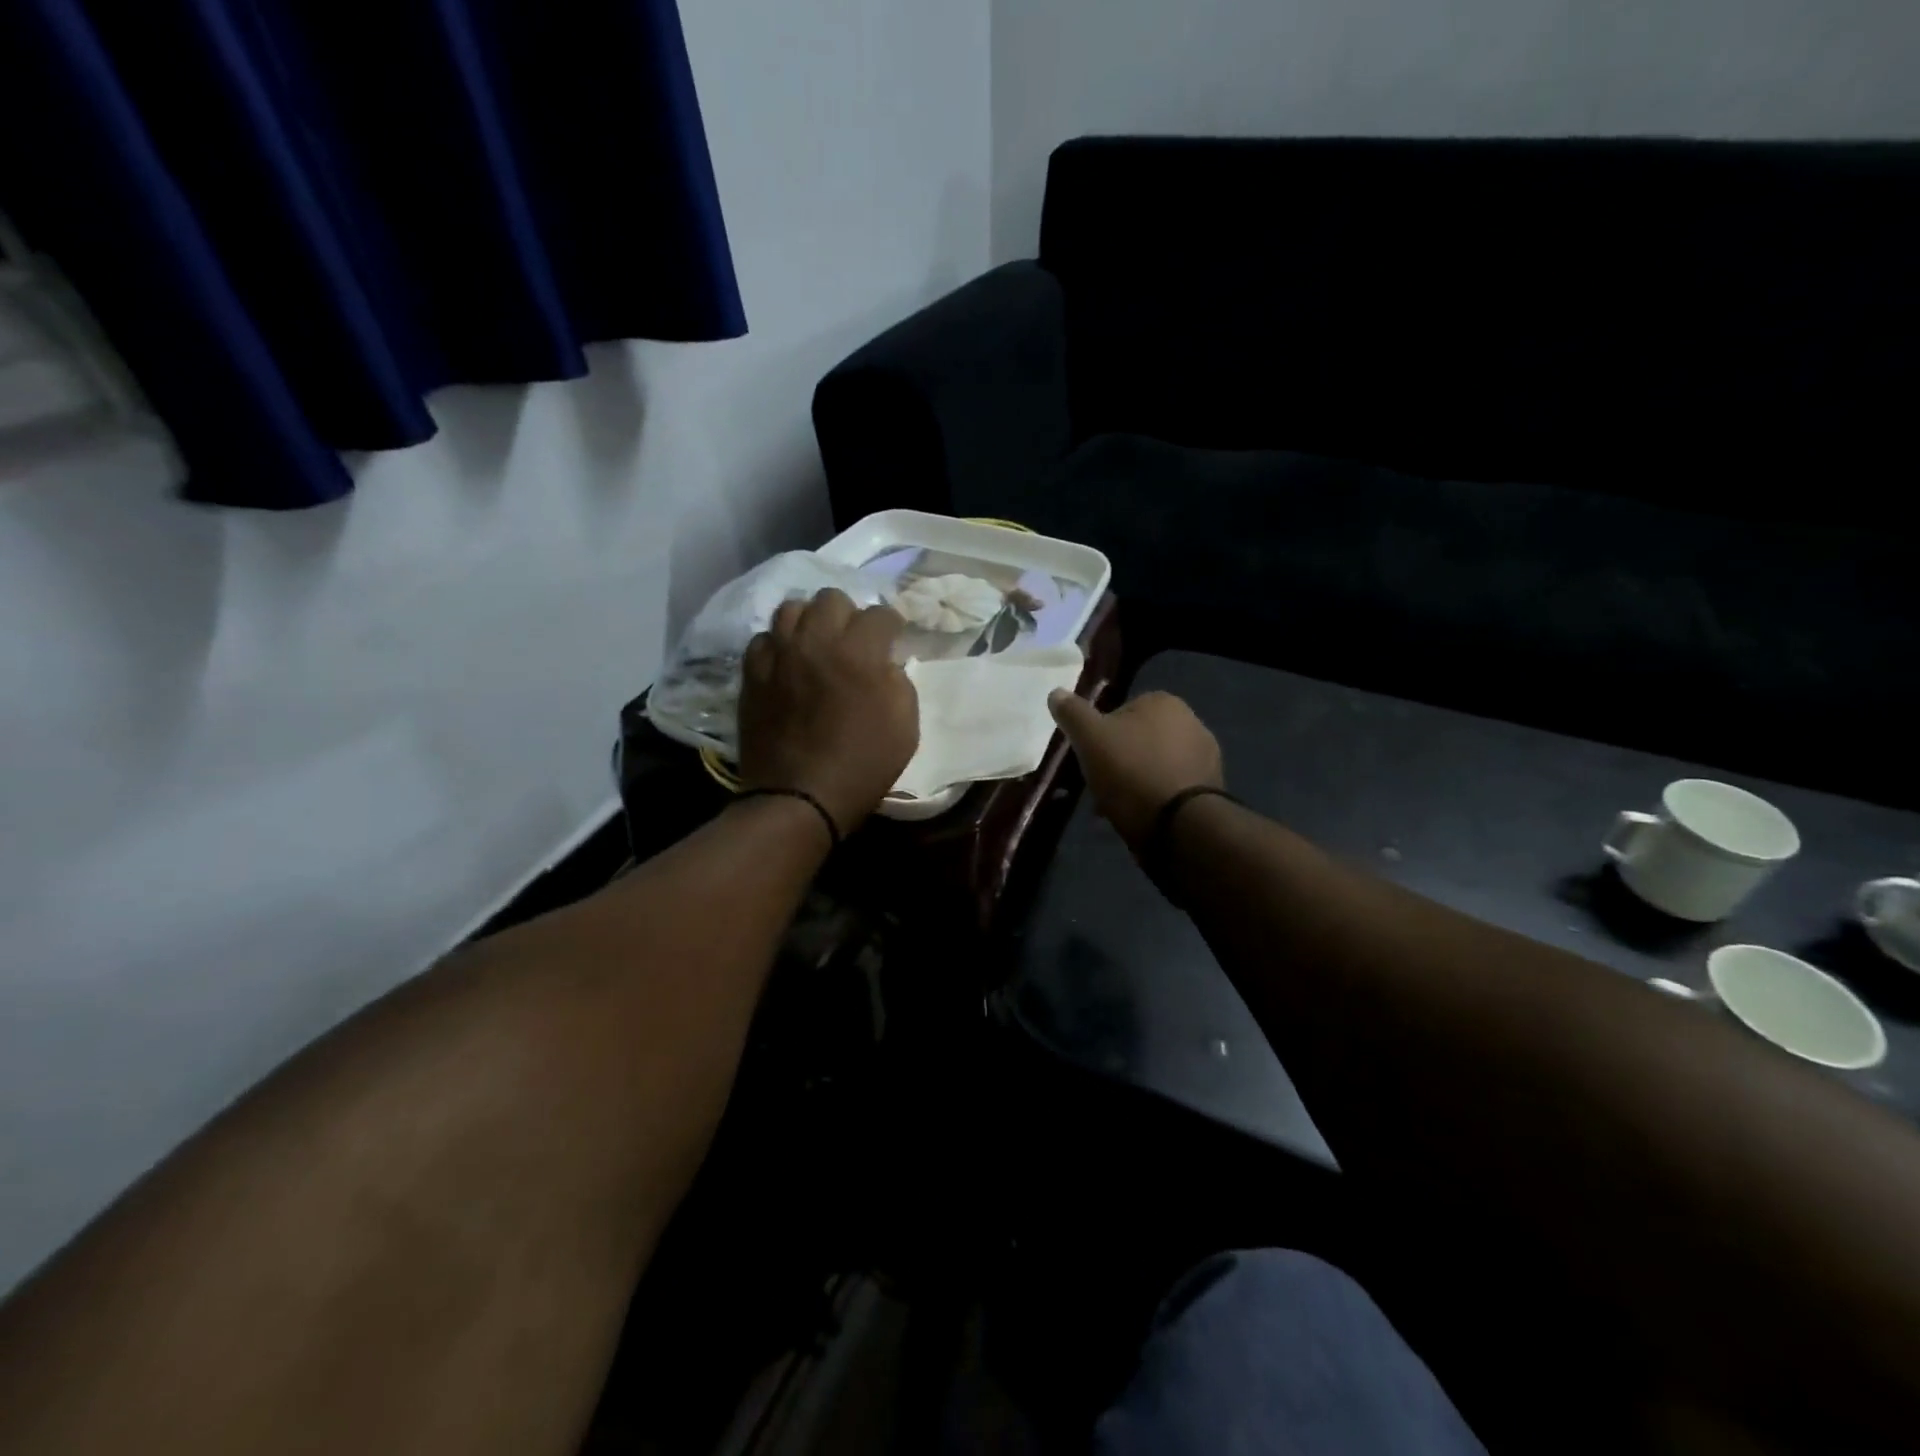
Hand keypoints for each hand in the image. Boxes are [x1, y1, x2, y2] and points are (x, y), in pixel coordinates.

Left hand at [737, 590, 919, 833]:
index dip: (892, 625)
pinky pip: (763, 639)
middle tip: (854, 640)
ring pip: (791, 609)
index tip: (893, 638)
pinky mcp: (752, 673)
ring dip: (810, 621)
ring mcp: (778, 654)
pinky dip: (779, 645)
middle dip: (849, 614)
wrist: (799, 797)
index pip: (880, 614)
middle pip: (831, 598)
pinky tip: (788, 663)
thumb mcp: (906, 726)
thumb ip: (899, 682)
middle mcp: (815, 641)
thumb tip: (884, 663)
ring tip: (817, 644)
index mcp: (858, 651)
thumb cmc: (863, 765)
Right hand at [1048, 690, 1223, 850]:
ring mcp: (1206, 756)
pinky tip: (1140, 816)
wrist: (1180, 824)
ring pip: (1154, 765)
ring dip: (1135, 781)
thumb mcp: (1090, 738)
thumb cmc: (1131, 771)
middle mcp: (1192, 721)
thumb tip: (1056, 692)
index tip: (1089, 757)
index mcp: (1164, 702)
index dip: (1102, 733)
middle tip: (1099, 784)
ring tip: (1115, 807)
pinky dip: (1155, 798)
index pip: (1123, 710)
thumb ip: (1072, 713)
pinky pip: (1171, 787)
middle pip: (1140, 739)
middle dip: (1119, 760)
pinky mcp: (1211, 788)